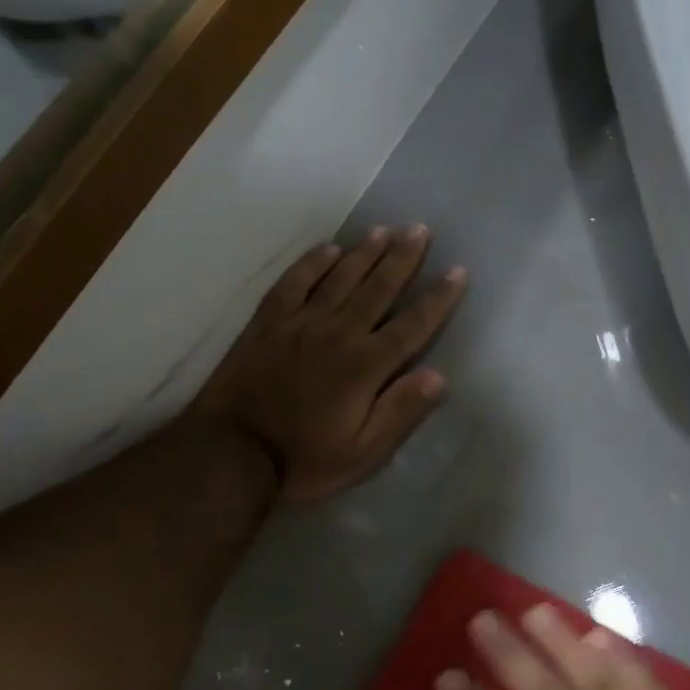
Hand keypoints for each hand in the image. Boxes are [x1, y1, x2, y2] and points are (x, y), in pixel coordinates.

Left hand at [191, 225, 467, 502]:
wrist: (231, 453)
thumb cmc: (304, 459)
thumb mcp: (362, 452)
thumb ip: (400, 412)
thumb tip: (439, 376)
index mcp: (365, 366)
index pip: (412, 325)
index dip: (438, 298)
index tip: (458, 270)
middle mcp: (338, 333)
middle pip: (378, 288)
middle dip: (403, 258)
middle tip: (419, 229)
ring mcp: (300, 323)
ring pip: (340, 278)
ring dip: (365, 252)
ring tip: (384, 229)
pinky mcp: (268, 323)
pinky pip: (294, 282)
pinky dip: (313, 263)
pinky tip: (328, 249)